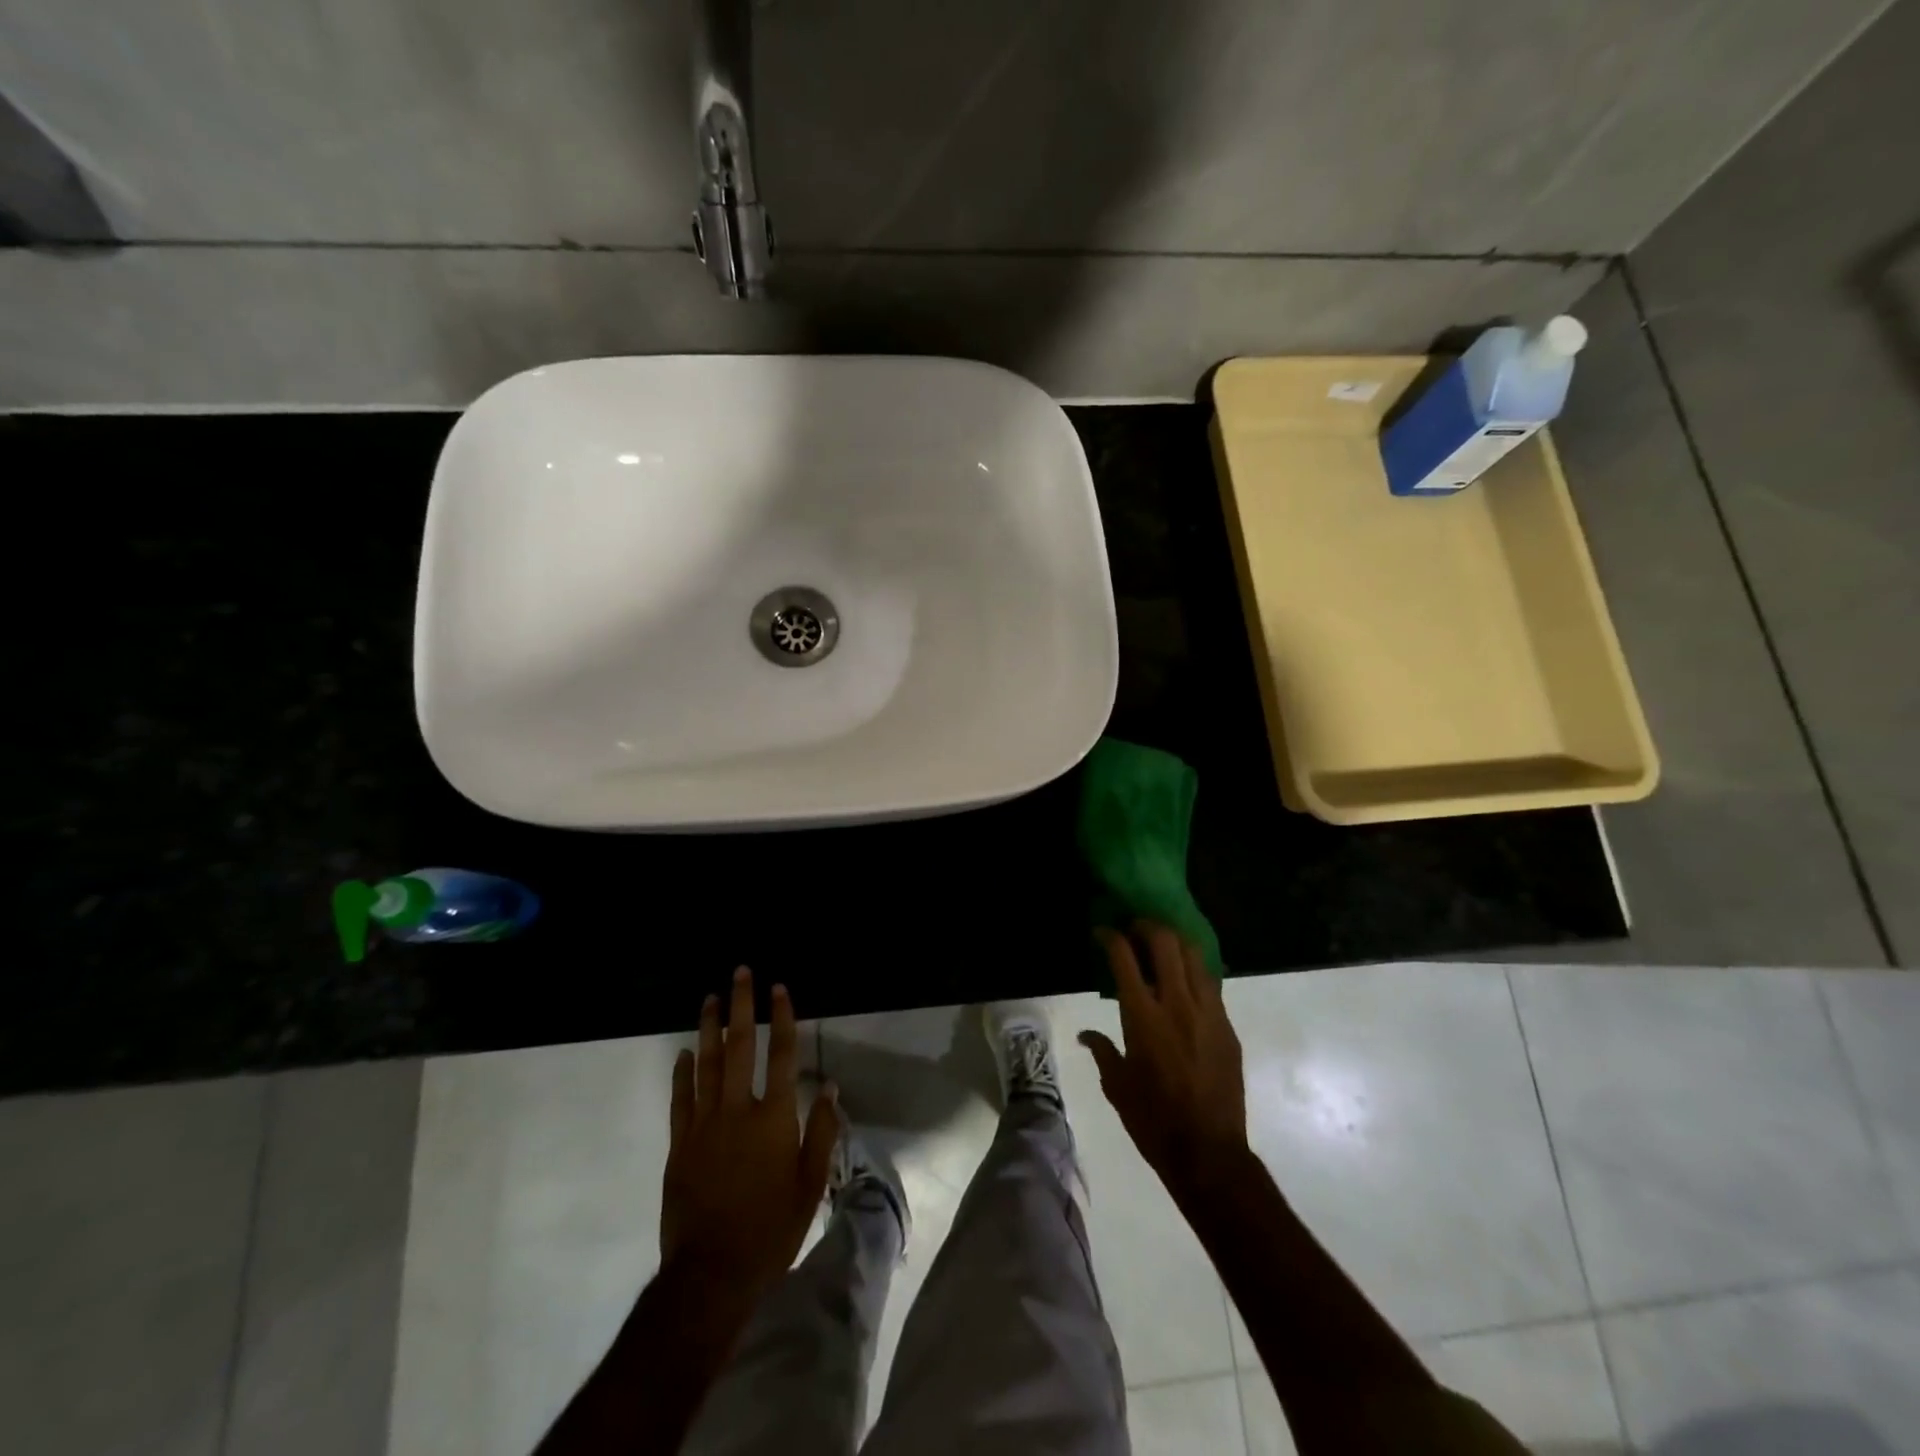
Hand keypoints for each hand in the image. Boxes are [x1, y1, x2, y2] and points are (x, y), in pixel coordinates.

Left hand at [659, 967, 837, 1300]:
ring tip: (710, 998)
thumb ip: (821, 1132)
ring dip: (710, 1028)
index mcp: (774, 1119)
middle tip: (740, 973)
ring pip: (707, 1064)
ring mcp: (704, 1125)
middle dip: (742, 1006)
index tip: (780, 988)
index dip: (783, 1018)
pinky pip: (680, 1099)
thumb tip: (829, 1087)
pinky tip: (684, 1052)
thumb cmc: (771, 1229)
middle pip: (741, 1047)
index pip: (782, 1054)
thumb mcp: (810, 1185)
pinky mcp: (680, 1144)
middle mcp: (738, 1111)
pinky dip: (682, 1073)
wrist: (711, 1273)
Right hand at [1080, 922, 1249, 1200]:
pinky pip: (1210, 984)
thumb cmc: (1154, 1121)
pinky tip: (1184, 981)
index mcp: (1143, 1017)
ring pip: (1194, 956)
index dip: (1111, 936)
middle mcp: (1177, 1004)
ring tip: (1161, 946)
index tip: (1102, 931)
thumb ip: (1102, 1051)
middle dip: (1147, 926)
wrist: (1210, 1152)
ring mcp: (1208, 1013)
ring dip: (1175, 942)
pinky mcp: (1227, 1027)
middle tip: (1134, 929)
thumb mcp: (1117, 1086)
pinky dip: (1193, 971)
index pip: (1124, 958)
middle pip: (1165, 942)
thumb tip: (1086, 1035)